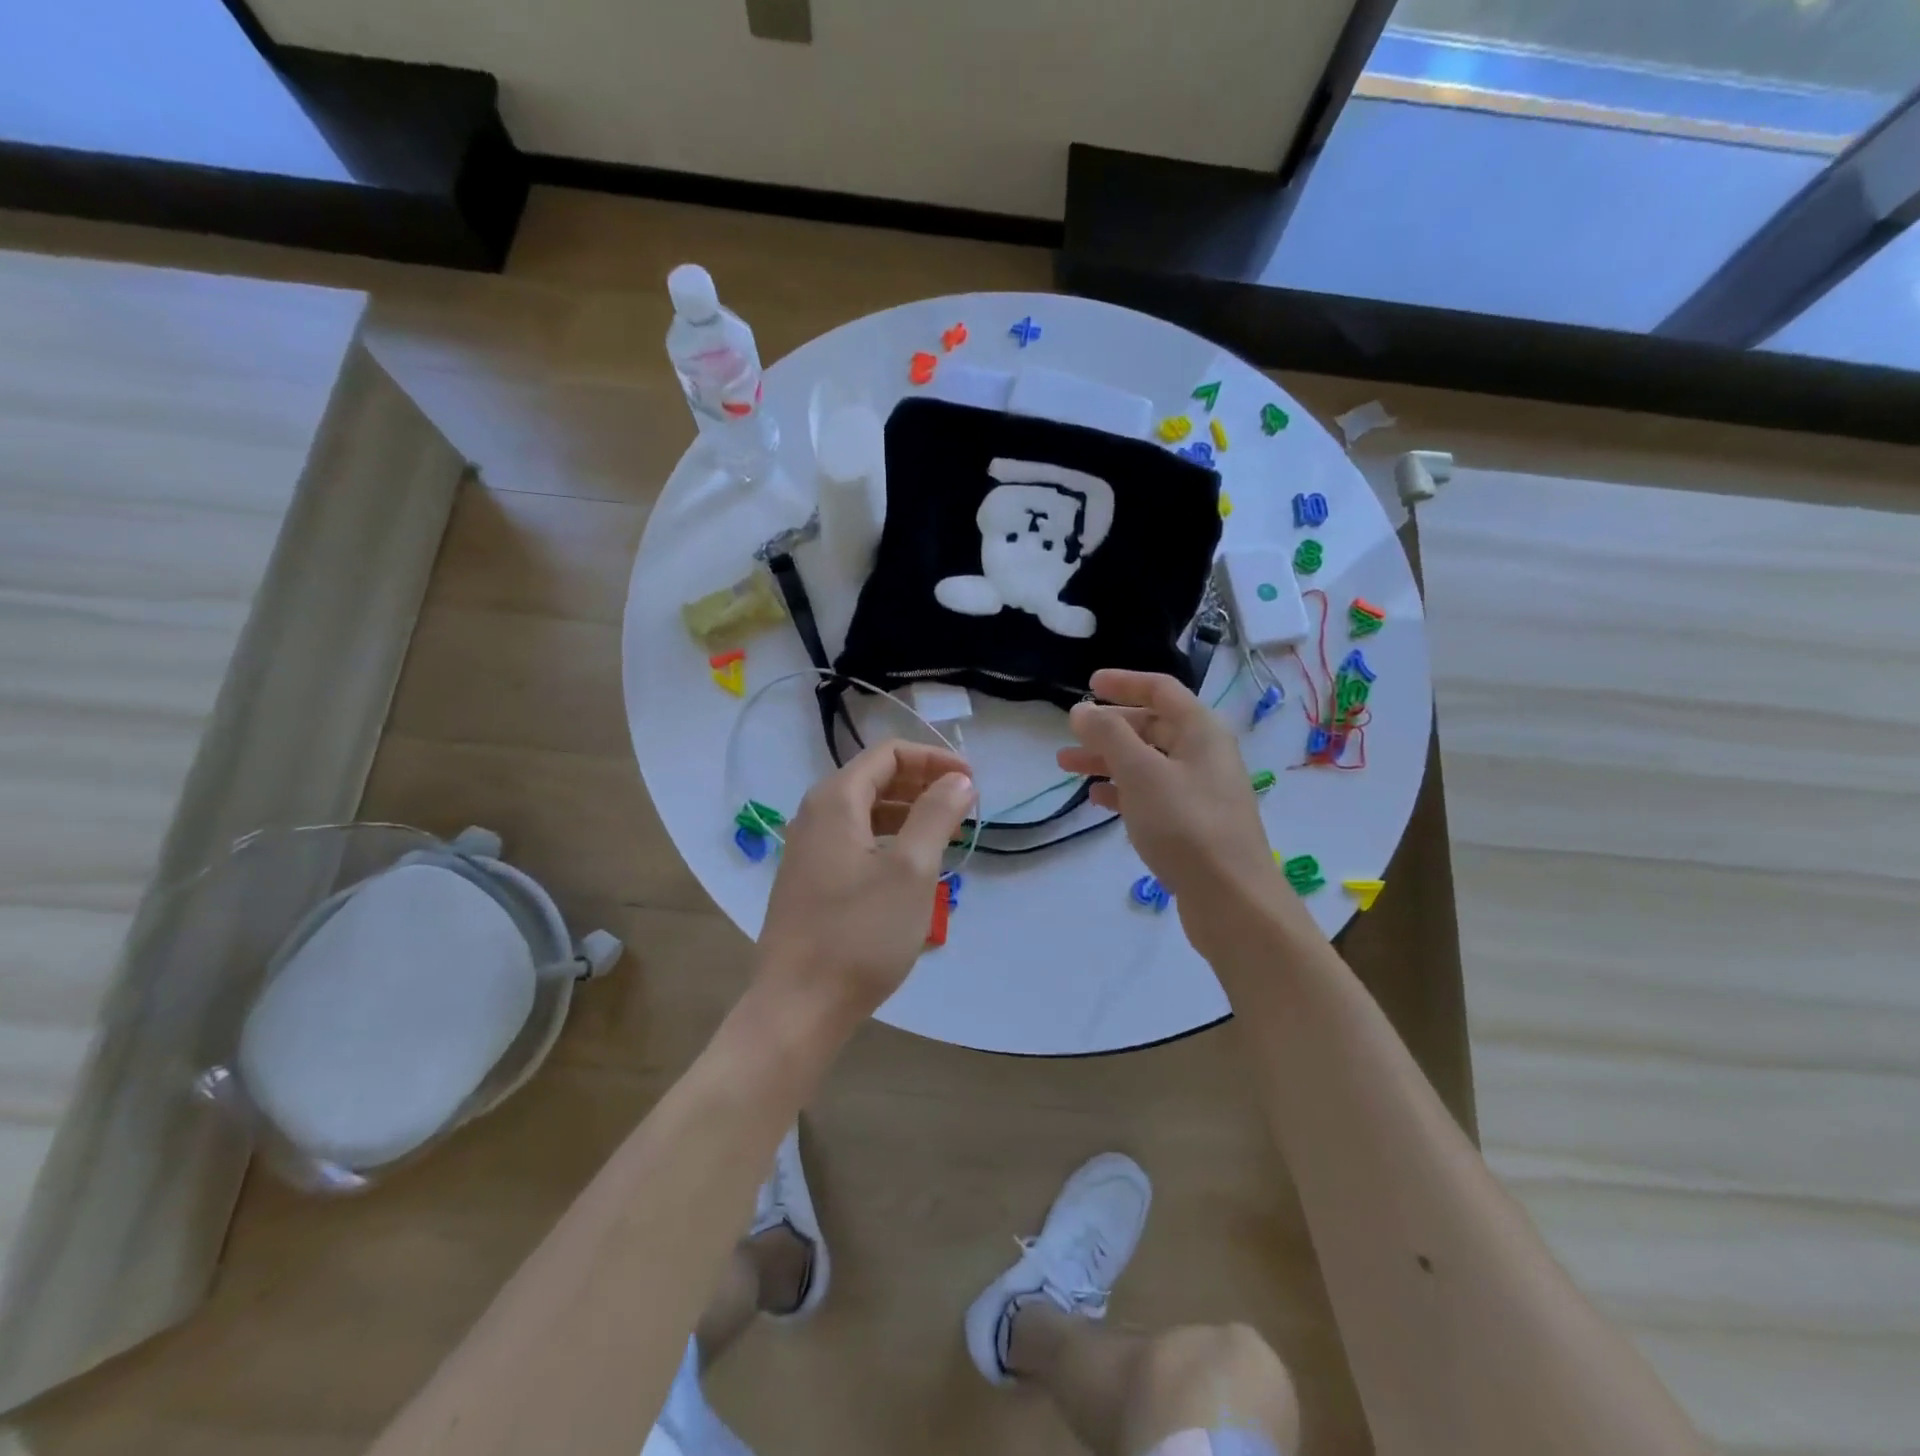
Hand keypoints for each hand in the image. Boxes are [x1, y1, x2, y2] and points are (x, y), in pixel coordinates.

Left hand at [756, 740, 974, 1025]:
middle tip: (964, 806)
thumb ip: (936, 815)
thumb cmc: (860, 933)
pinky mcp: (810, 879)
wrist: (798, 1005)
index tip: (972, 782)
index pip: (888, 754)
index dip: (934, 760)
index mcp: (835, 800)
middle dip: (923, 784)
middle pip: (875, 778)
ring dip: (909, 813)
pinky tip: (912, 865)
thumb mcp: (911, 870)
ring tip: (946, 833)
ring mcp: (808, 849)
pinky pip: (855, 840)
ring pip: (866, 812)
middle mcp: (815, 815)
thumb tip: (959, 780)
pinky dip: (889, 839)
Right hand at [1060, 669, 1283, 944]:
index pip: (1160, 690)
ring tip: (1067, 766)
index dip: (1123, 683)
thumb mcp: (1141, 772)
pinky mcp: (1192, 824)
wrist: (1231, 900)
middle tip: (1070, 735)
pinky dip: (1122, 790)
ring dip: (1108, 760)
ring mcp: (1199, 790)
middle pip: (1152, 726)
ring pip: (1146, 762)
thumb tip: (1082, 710)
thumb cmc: (1185, 825)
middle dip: (1108, 728)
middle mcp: (1204, 754)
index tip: (1087, 684)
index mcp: (1201, 730)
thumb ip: (1108, 735)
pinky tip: (1096, 800)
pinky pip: (1151, 793)